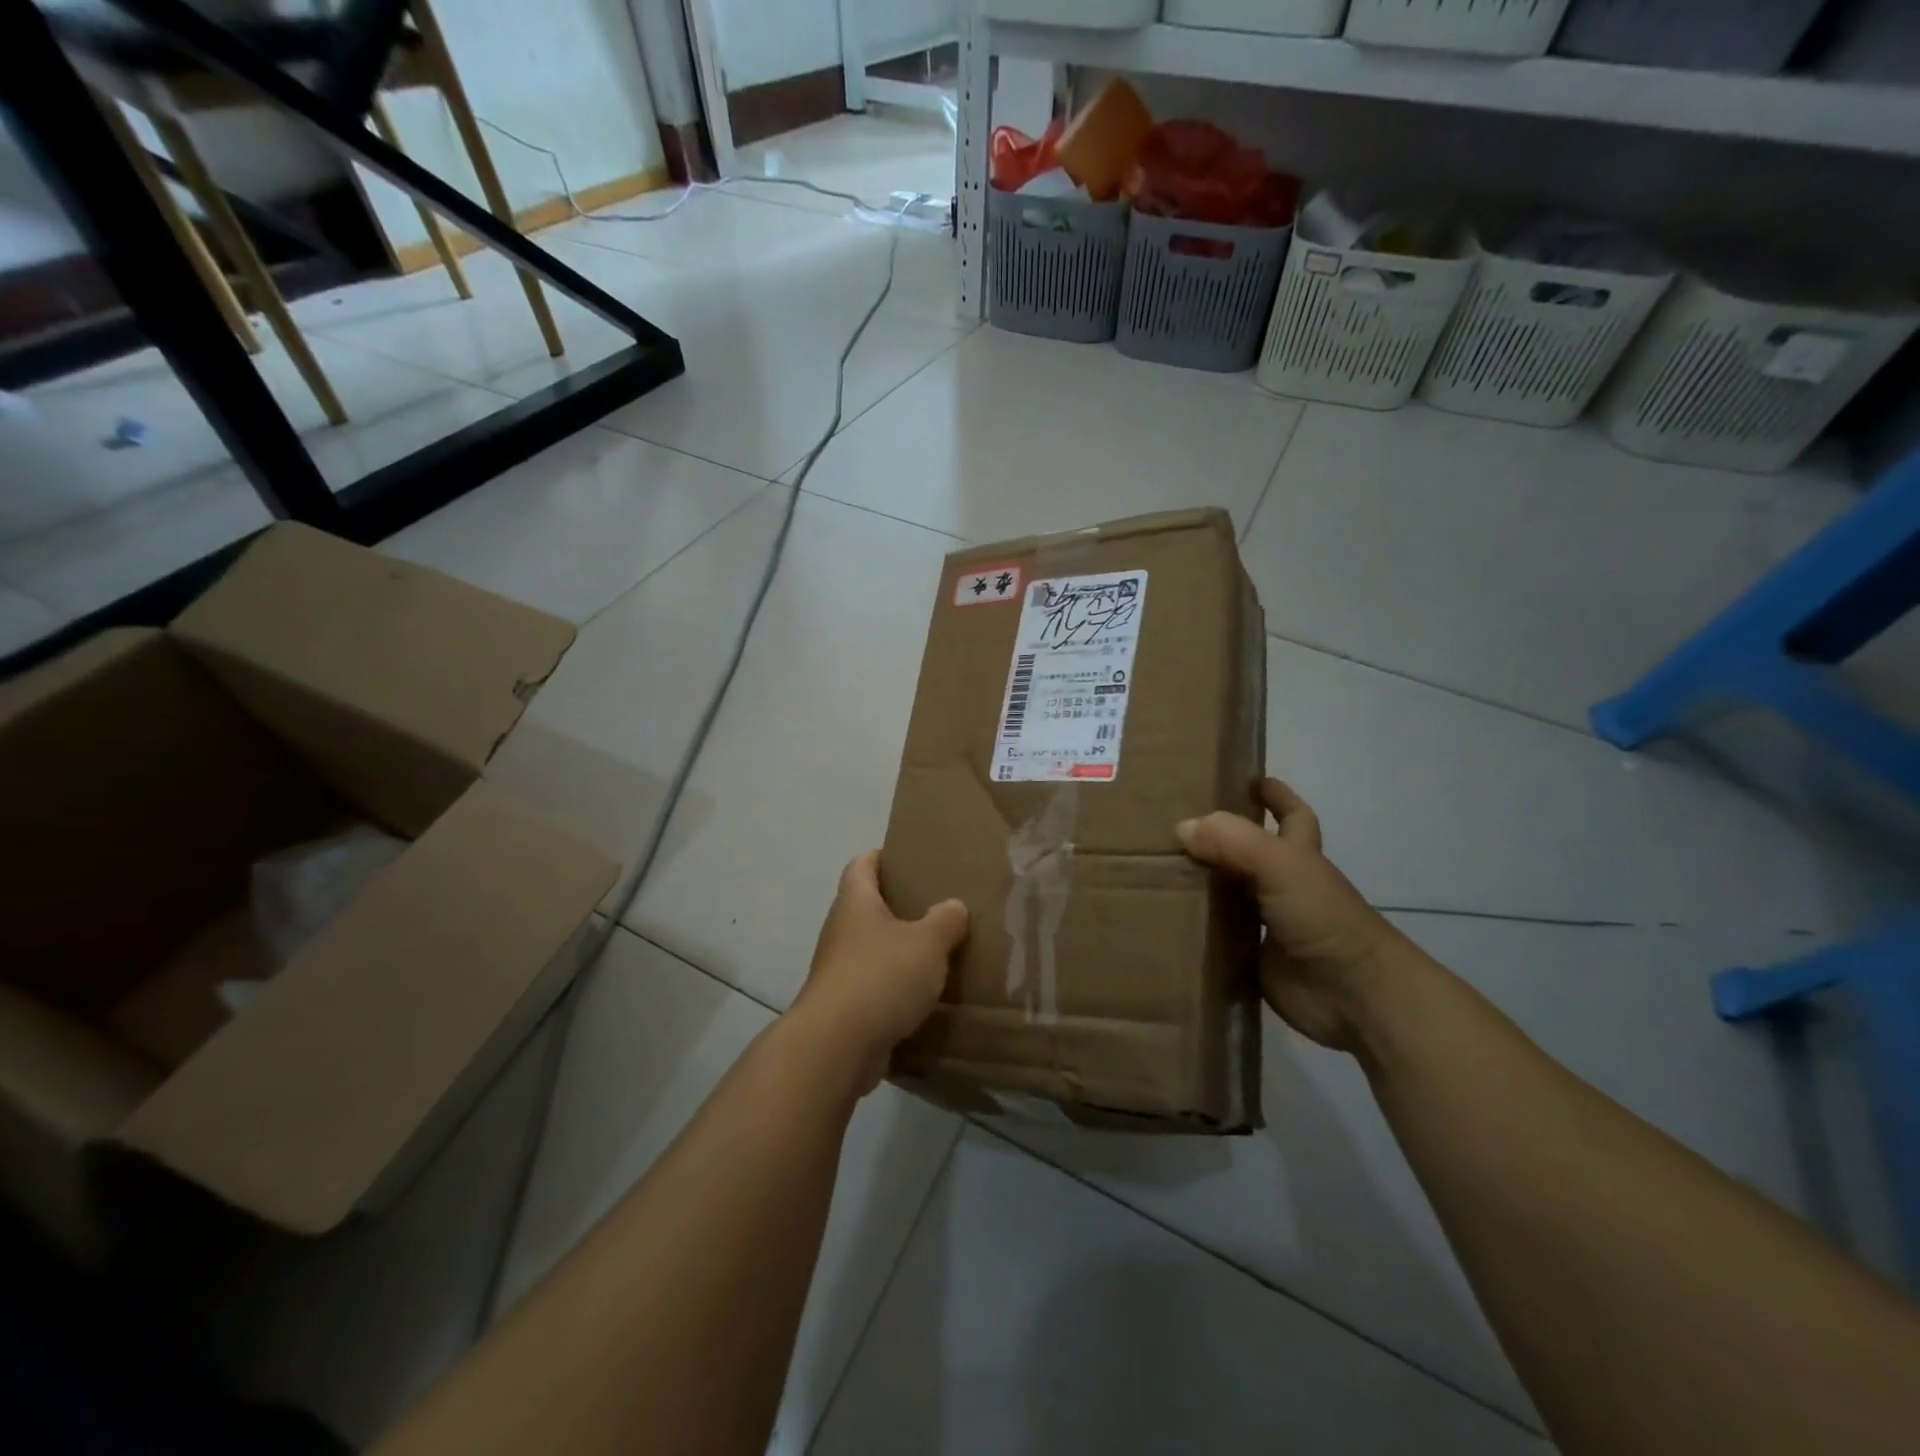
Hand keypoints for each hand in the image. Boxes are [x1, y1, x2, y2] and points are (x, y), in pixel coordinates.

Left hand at [790, 851, 968, 1092]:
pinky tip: (924, 995)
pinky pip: (874, 986)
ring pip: (872, 949)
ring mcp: (839, 970)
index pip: (861, 865)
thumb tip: (953, 906)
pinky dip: (895, 987)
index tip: (908, 858)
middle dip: (899, 906)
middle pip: (868, 907)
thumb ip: (945, 920)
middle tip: (937, 906)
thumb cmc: (881, 976)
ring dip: (899, 950)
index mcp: (855, 902)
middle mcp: (841, 931)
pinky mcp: (845, 1007)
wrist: (837, 1046)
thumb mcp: (927, 942)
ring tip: (938, 951)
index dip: (881, 857)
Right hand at [1177, 779, 1400, 1049]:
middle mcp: (1280, 885)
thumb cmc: (1324, 918)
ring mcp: (1265, 924)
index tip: (1244, 778)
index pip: (1291, 815)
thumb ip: (1235, 842)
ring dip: (1196, 882)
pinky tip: (1158, 916)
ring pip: (1225, 894)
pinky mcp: (1247, 958)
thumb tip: (1182, 828)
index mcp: (1298, 856)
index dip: (1274, 795)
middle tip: (1170, 822)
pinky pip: (1212, 937)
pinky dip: (1190, 928)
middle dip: (1217, 837)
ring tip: (1149, 866)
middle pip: (1246, 852)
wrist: (1352, 995)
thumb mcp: (1283, 866)